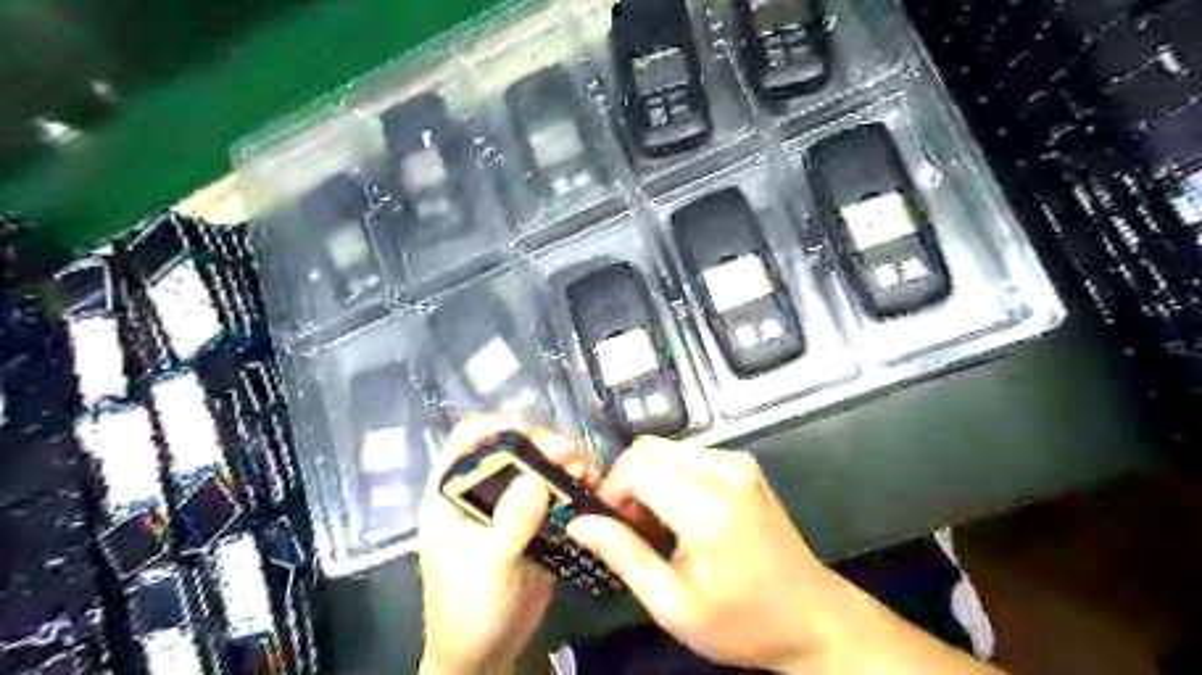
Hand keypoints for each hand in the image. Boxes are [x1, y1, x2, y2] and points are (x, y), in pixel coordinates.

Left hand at [420, 416, 601, 674]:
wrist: (485, 654)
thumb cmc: (468, 611)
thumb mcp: (486, 568)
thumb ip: (509, 524)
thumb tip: (535, 478)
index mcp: (451, 495)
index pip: (465, 442)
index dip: (494, 427)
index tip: (529, 426)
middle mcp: (481, 491)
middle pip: (510, 448)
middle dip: (541, 444)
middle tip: (570, 453)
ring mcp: (510, 505)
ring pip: (537, 466)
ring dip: (562, 461)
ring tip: (586, 469)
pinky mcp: (536, 520)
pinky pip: (556, 492)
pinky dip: (574, 484)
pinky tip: (591, 484)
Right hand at [567, 437, 864, 674]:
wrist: (812, 617)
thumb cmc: (741, 621)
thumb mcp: (673, 604)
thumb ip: (623, 555)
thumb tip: (580, 523)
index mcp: (707, 507)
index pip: (635, 466)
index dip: (611, 491)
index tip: (613, 526)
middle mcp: (724, 470)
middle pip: (648, 448)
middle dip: (627, 481)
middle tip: (633, 527)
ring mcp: (738, 462)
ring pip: (666, 447)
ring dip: (649, 478)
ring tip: (659, 525)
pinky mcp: (745, 464)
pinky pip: (689, 454)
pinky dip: (671, 475)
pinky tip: (682, 513)